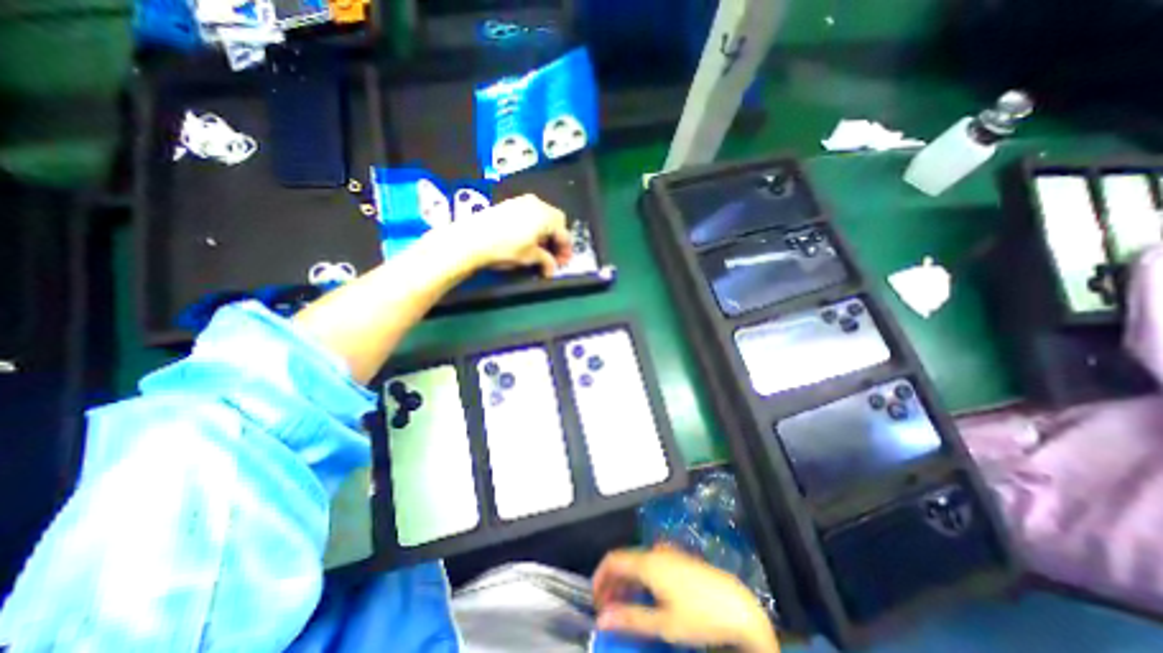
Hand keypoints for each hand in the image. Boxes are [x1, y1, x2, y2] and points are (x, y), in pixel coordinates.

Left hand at [448, 192, 570, 276]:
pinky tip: (527, 239)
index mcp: (546, 216)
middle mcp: (537, 204)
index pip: (564, 233)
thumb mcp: (530, 257)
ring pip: (542, 217)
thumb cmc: (507, 248)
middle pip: (555, 221)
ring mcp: (522, 201)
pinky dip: (533, 227)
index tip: (563, 263)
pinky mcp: (509, 204)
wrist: (472, 238)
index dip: (565, 250)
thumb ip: (546, 261)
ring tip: (540, 249)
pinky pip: (529, 214)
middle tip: (554, 255)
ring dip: (545, 233)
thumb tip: (552, 268)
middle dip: (557, 239)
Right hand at [595, 547, 775, 649]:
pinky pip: (650, 565)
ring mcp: (668, 554)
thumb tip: (602, 618)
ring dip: (626, 583)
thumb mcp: (663, 623)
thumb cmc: (699, 615)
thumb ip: (630, 618)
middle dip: (612, 583)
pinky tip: (646, 600)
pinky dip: (640, 581)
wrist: (737, 607)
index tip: (595, 602)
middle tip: (608, 611)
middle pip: (624, 560)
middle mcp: (655, 552)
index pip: (613, 560)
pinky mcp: (678, 560)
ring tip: (624, 609)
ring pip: (637, 563)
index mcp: (647, 562)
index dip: (599, 578)